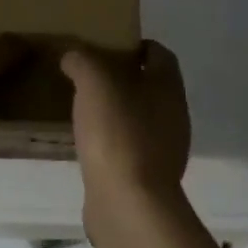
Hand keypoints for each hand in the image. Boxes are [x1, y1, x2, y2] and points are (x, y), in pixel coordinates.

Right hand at [61, 40, 190, 207]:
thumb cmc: (117, 132)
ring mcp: (165, 149)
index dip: (135, 45)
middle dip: (123, 79)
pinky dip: (112, 141)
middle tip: (88, 76)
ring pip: (140, 118)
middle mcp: (174, 114)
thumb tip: (73, 55)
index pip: (159, 53)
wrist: (128, 202)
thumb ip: (83, 60)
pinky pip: (130, 148)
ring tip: (84, 109)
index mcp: (168, 86)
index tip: (105, 46)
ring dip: (117, 112)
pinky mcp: (148, 176)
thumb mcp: (93, 82)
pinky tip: (89, 144)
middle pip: (150, 86)